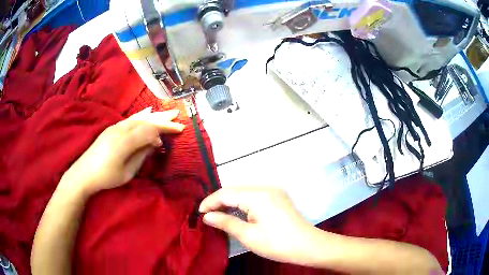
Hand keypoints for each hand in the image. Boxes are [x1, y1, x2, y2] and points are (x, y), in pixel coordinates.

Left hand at [61, 107, 184, 196]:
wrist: (84, 173)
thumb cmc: (107, 177)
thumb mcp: (127, 172)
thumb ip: (142, 155)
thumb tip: (156, 142)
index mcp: (125, 142)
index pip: (150, 130)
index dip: (165, 128)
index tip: (179, 129)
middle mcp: (121, 130)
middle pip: (145, 120)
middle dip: (162, 118)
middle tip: (177, 114)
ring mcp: (115, 127)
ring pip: (138, 118)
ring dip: (153, 115)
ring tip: (165, 113)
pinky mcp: (112, 128)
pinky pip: (130, 119)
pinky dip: (141, 115)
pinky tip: (147, 112)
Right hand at [199, 187, 314, 263]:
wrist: (308, 246)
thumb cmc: (277, 243)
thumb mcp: (248, 236)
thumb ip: (226, 223)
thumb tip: (207, 216)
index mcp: (258, 195)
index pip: (226, 193)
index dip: (210, 202)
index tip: (199, 213)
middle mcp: (266, 188)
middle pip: (235, 190)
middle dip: (219, 201)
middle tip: (207, 215)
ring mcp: (273, 192)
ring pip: (244, 193)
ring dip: (230, 202)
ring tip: (218, 215)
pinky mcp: (277, 198)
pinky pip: (254, 196)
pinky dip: (242, 204)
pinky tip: (236, 213)